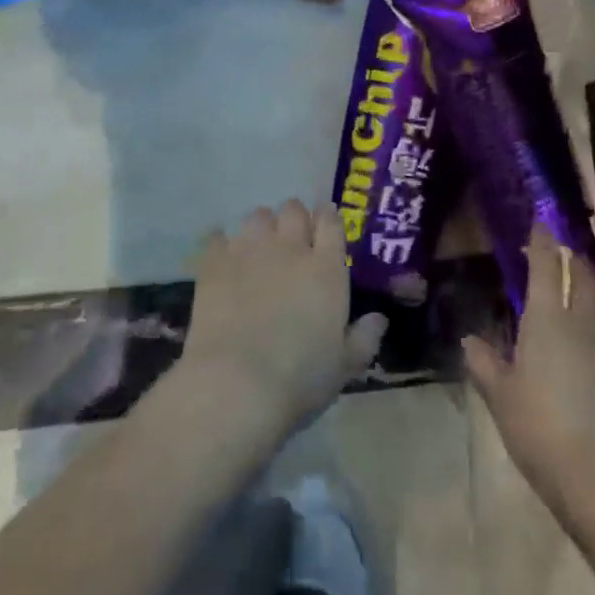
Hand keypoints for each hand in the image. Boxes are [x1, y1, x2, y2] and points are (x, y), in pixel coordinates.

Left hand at [173, 201, 387, 453]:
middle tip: (292, 241)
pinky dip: (222, 244)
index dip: (328, 219)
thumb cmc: (300, 378)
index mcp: (326, 269)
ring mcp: (250, 251)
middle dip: (294, 219)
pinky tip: (223, 259)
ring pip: (257, 216)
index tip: (326, 226)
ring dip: (261, 227)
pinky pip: (218, 236)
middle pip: (293, 209)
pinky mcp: (214, 263)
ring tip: (258, 248)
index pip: (331, 222)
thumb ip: (364, 338)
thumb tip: (380, 319)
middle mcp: (290, 248)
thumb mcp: (344, 366)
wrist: (237, 384)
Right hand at [465, 229, 594, 511]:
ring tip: (588, 285)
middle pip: (583, 276)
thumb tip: (469, 340)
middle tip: (565, 253)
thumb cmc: (541, 429)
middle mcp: (583, 320)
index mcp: (547, 319)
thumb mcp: (502, 398)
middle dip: (573, 259)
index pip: (545, 266)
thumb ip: (485, 365)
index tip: (540, 222)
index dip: (542, 241)